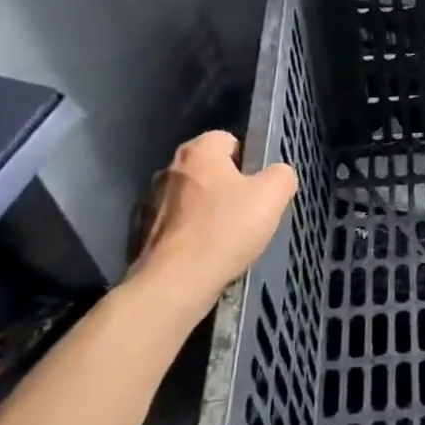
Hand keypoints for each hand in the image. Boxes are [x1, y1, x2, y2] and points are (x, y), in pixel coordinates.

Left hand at [127, 131, 295, 329]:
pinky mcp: (142, 235)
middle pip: (211, 171)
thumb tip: (277, 175)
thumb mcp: (273, 196)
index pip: (230, 140)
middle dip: (229, 188)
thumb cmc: (224, 230)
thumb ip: (282, 175)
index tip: (260, 187)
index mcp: (198, 151)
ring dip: (209, 213)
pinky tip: (206, 256)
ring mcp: (150, 203)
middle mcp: (169, 169)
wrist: (173, 285)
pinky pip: (178, 228)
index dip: (250, 160)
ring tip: (228, 240)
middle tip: (250, 213)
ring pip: (193, 200)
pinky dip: (192, 237)